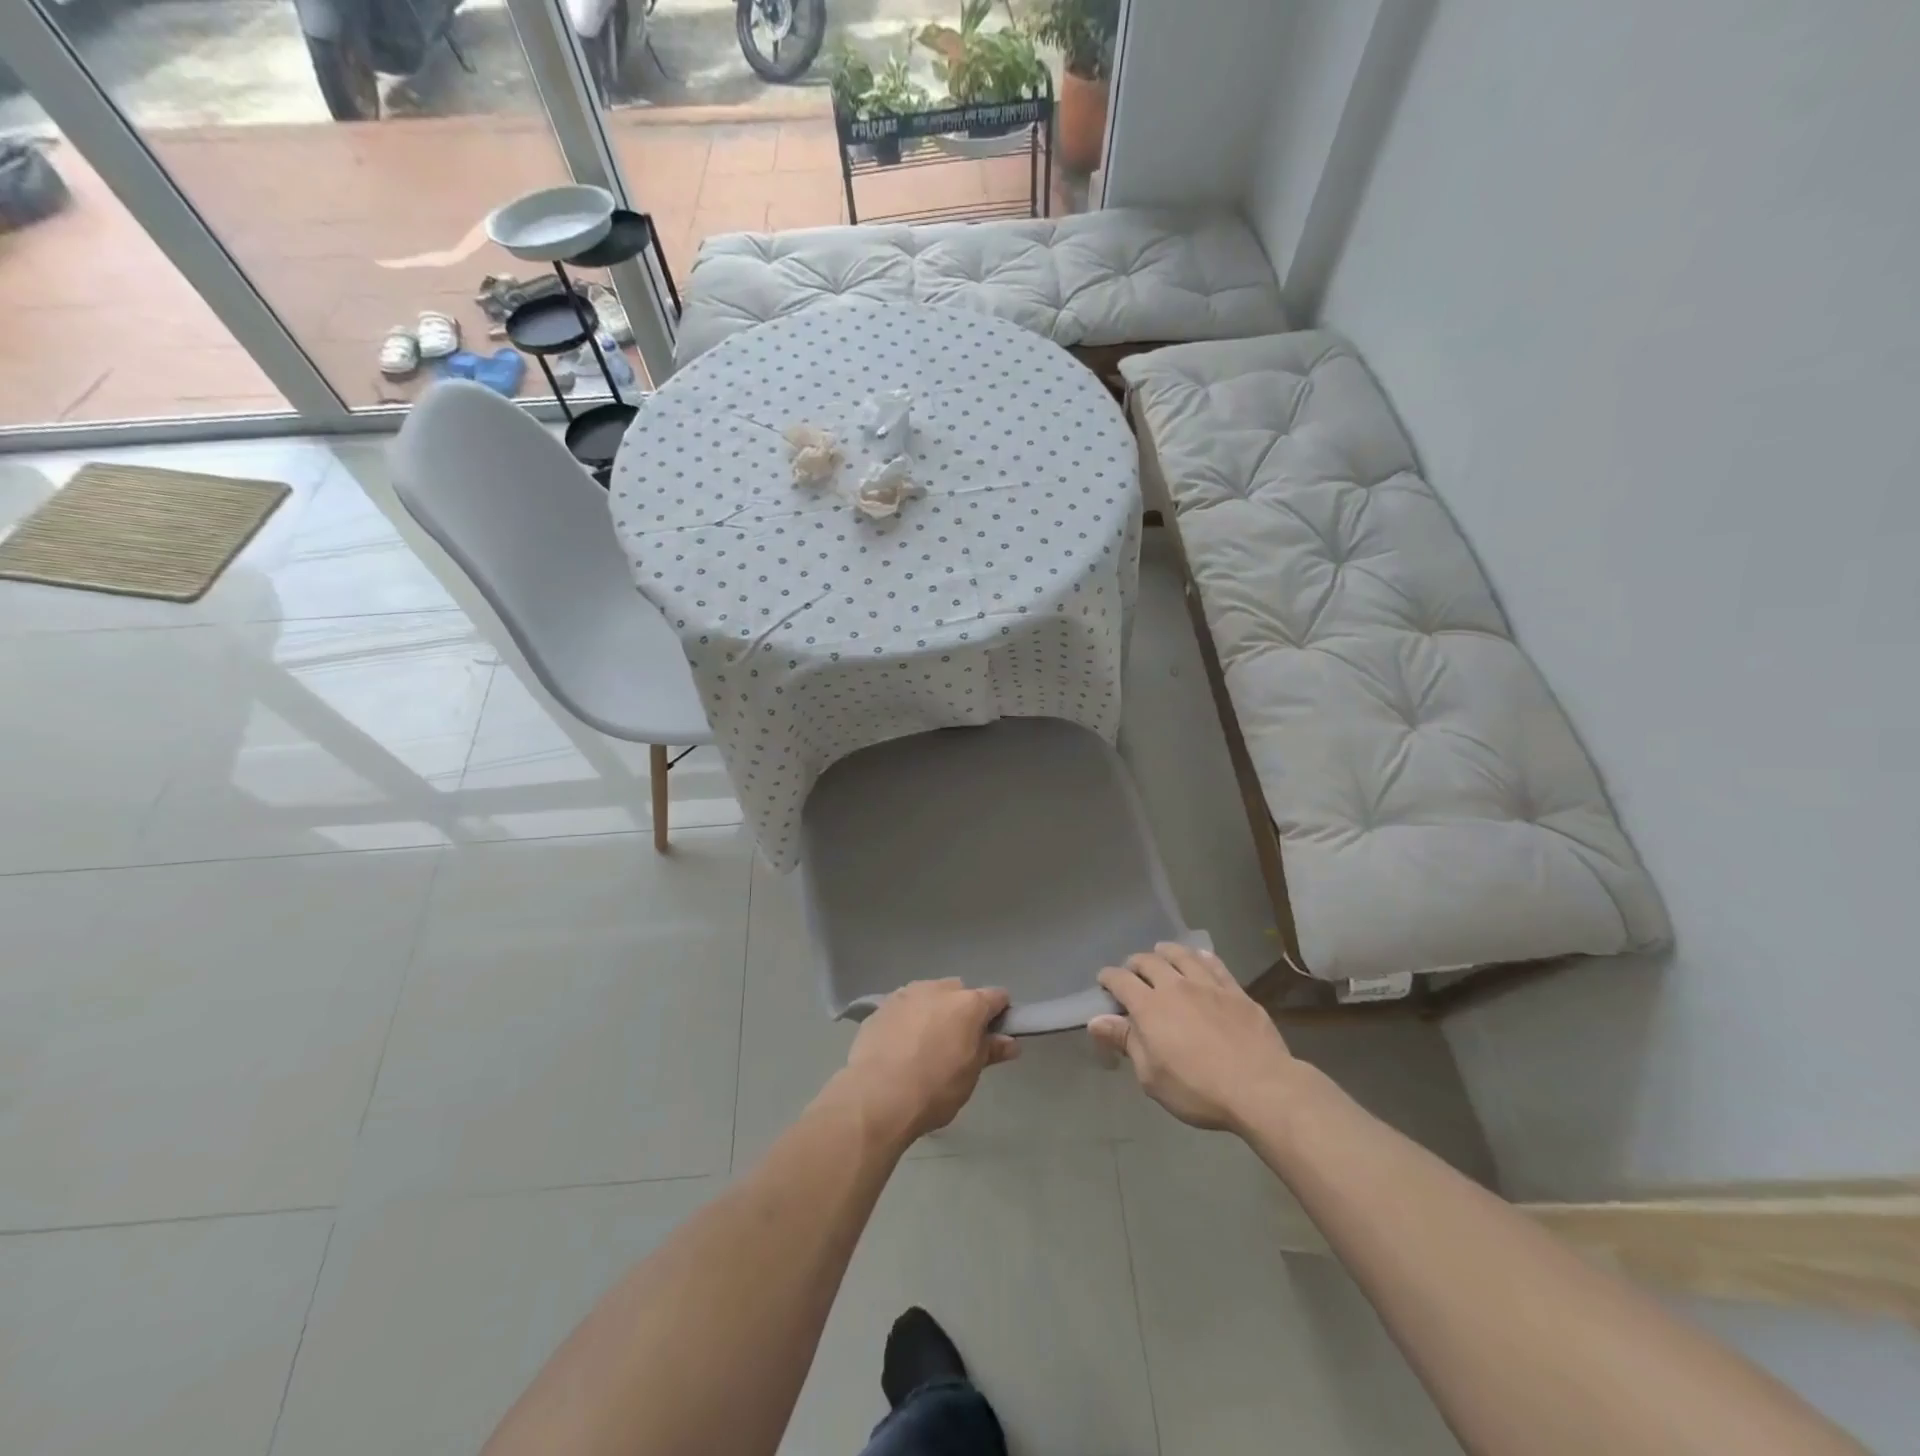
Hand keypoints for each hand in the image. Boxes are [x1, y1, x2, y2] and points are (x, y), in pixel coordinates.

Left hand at [837, 979, 1018, 1144]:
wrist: (876, 1096)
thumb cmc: (934, 1089)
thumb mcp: (970, 1075)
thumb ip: (990, 1051)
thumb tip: (1010, 1042)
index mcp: (968, 1004)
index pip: (996, 997)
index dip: (1000, 1014)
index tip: (995, 1035)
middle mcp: (938, 989)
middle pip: (960, 992)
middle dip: (963, 1010)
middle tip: (957, 1043)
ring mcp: (907, 994)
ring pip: (929, 995)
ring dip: (934, 1011)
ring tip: (924, 1044)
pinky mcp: (881, 1006)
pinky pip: (904, 1007)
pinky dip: (908, 1019)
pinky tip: (900, 1046)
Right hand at [1089, 944, 1297, 1131]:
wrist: (1261, 1088)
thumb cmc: (1198, 1089)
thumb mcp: (1151, 1076)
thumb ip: (1125, 1041)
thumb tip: (1096, 1020)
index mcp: (1149, 1007)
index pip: (1121, 980)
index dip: (1108, 978)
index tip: (1103, 982)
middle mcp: (1175, 986)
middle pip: (1149, 962)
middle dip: (1135, 964)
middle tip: (1132, 972)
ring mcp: (1208, 985)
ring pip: (1181, 955)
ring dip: (1166, 952)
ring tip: (1162, 954)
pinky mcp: (1236, 991)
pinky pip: (1214, 964)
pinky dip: (1201, 957)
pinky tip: (1199, 957)